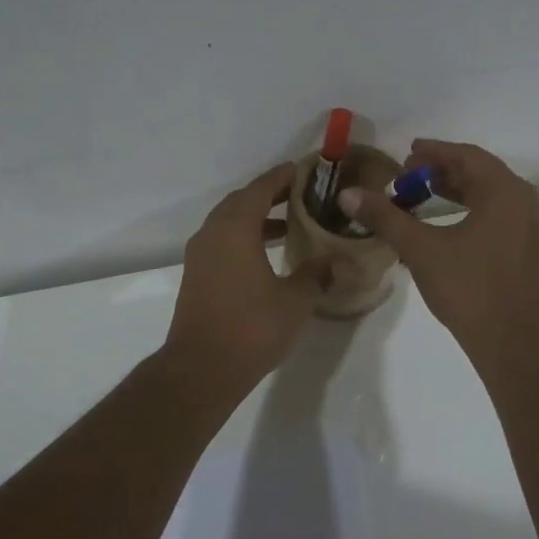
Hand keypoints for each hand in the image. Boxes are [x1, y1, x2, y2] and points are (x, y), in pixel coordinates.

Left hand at [163, 163, 329, 395]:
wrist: (201, 369)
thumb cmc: (252, 328)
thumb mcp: (295, 300)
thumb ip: (318, 273)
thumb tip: (340, 260)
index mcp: (235, 229)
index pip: (260, 189)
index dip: (283, 177)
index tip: (304, 170)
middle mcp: (212, 233)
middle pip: (242, 201)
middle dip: (270, 194)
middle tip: (301, 194)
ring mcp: (200, 255)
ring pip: (229, 222)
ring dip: (256, 217)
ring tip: (289, 222)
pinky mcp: (197, 275)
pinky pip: (222, 241)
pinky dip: (244, 237)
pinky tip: (267, 253)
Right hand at [338, 139, 538, 364]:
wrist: (510, 340)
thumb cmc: (467, 288)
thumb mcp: (421, 249)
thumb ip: (385, 217)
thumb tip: (348, 194)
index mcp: (505, 192)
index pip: (467, 156)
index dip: (434, 152)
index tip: (407, 153)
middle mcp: (525, 202)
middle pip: (481, 173)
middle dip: (443, 170)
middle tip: (409, 174)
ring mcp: (532, 227)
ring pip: (491, 194)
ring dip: (457, 190)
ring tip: (423, 194)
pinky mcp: (529, 249)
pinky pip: (499, 214)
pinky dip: (472, 208)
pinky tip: (447, 223)